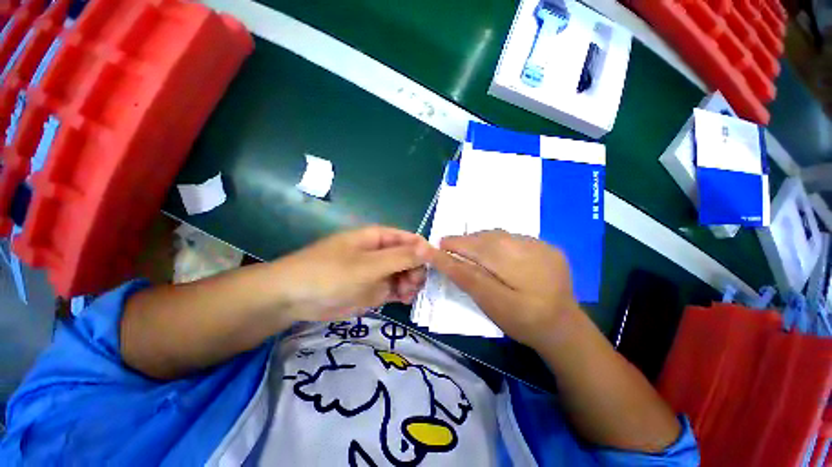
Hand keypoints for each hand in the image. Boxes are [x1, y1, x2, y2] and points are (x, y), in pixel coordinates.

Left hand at [276, 226, 431, 321]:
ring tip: (407, 295)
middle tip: (414, 285)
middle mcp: (381, 252)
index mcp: (379, 238)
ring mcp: (377, 271)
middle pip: (410, 257)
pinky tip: (404, 300)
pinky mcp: (373, 289)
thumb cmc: (330, 273)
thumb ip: (400, 257)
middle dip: (416, 269)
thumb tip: (429, 248)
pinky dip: (403, 294)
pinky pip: (395, 288)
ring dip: (411, 283)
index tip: (435, 266)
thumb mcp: (368, 265)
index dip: (424, 250)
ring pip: (405, 274)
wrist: (293, 298)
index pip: (410, 239)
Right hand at [428, 230, 579, 349]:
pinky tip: (496, 253)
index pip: (476, 248)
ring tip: (471, 249)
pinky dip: (499, 242)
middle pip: (488, 237)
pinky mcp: (549, 247)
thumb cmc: (522, 321)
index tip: (440, 245)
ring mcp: (543, 246)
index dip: (455, 244)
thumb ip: (467, 277)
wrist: (563, 327)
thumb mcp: (490, 303)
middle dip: (467, 240)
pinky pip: (515, 238)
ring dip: (482, 240)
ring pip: (501, 235)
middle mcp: (531, 249)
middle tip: (452, 247)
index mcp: (516, 268)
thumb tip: (442, 256)